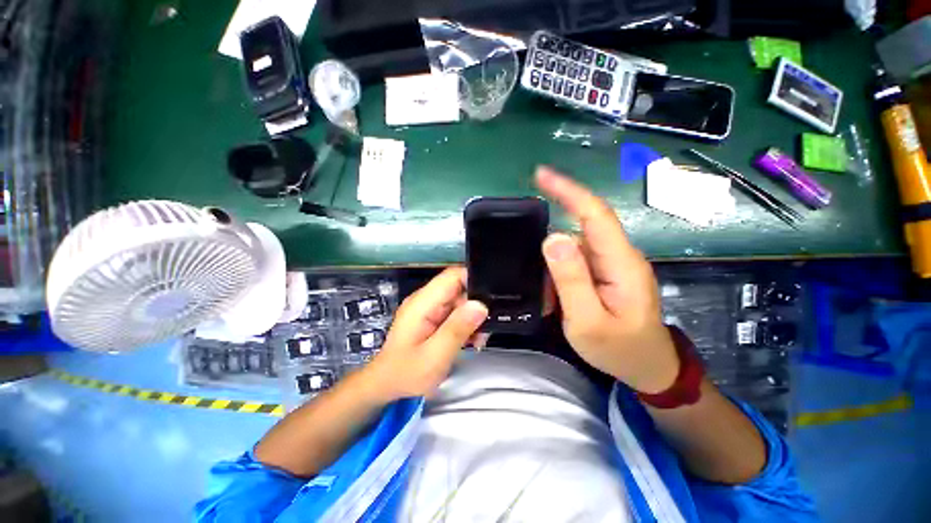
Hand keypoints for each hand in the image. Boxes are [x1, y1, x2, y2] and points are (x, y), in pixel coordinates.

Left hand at [363, 267, 487, 401]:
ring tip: (479, 338)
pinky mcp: (432, 318)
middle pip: (458, 288)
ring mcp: (428, 309)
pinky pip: (454, 312)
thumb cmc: (406, 373)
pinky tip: (471, 340)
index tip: (491, 298)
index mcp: (423, 302)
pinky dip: (465, 323)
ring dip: (472, 317)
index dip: (474, 280)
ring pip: (459, 301)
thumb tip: (480, 305)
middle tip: (485, 327)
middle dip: (476, 304)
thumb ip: (458, 328)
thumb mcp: (435, 355)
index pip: (452, 276)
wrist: (387, 386)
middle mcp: (425, 300)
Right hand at [536, 167, 678, 393]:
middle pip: (580, 230)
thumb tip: (552, 238)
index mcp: (621, 263)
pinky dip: (560, 275)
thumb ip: (570, 279)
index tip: (541, 175)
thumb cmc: (620, 349)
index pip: (595, 214)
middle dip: (551, 243)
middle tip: (535, 276)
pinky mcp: (606, 272)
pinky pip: (577, 262)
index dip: (568, 191)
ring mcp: (613, 263)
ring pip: (574, 248)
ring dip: (554, 268)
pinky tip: (556, 298)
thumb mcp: (587, 321)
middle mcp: (619, 255)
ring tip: (549, 300)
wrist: (648, 369)